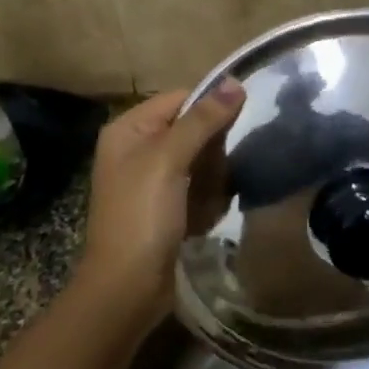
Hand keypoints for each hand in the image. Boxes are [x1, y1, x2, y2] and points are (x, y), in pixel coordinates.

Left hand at [76, 81, 244, 319]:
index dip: (210, 108)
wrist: (127, 288)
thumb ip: (202, 119)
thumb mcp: (169, 159)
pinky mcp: (166, 208)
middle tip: (217, 171)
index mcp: (128, 129)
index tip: (240, 122)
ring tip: (209, 198)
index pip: (180, 99)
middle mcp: (137, 149)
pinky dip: (208, 200)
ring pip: (201, 161)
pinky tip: (205, 216)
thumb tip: (235, 81)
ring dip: (213, 179)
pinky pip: (198, 189)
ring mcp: (152, 181)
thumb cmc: (142, 215)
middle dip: (212, 151)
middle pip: (193, 130)